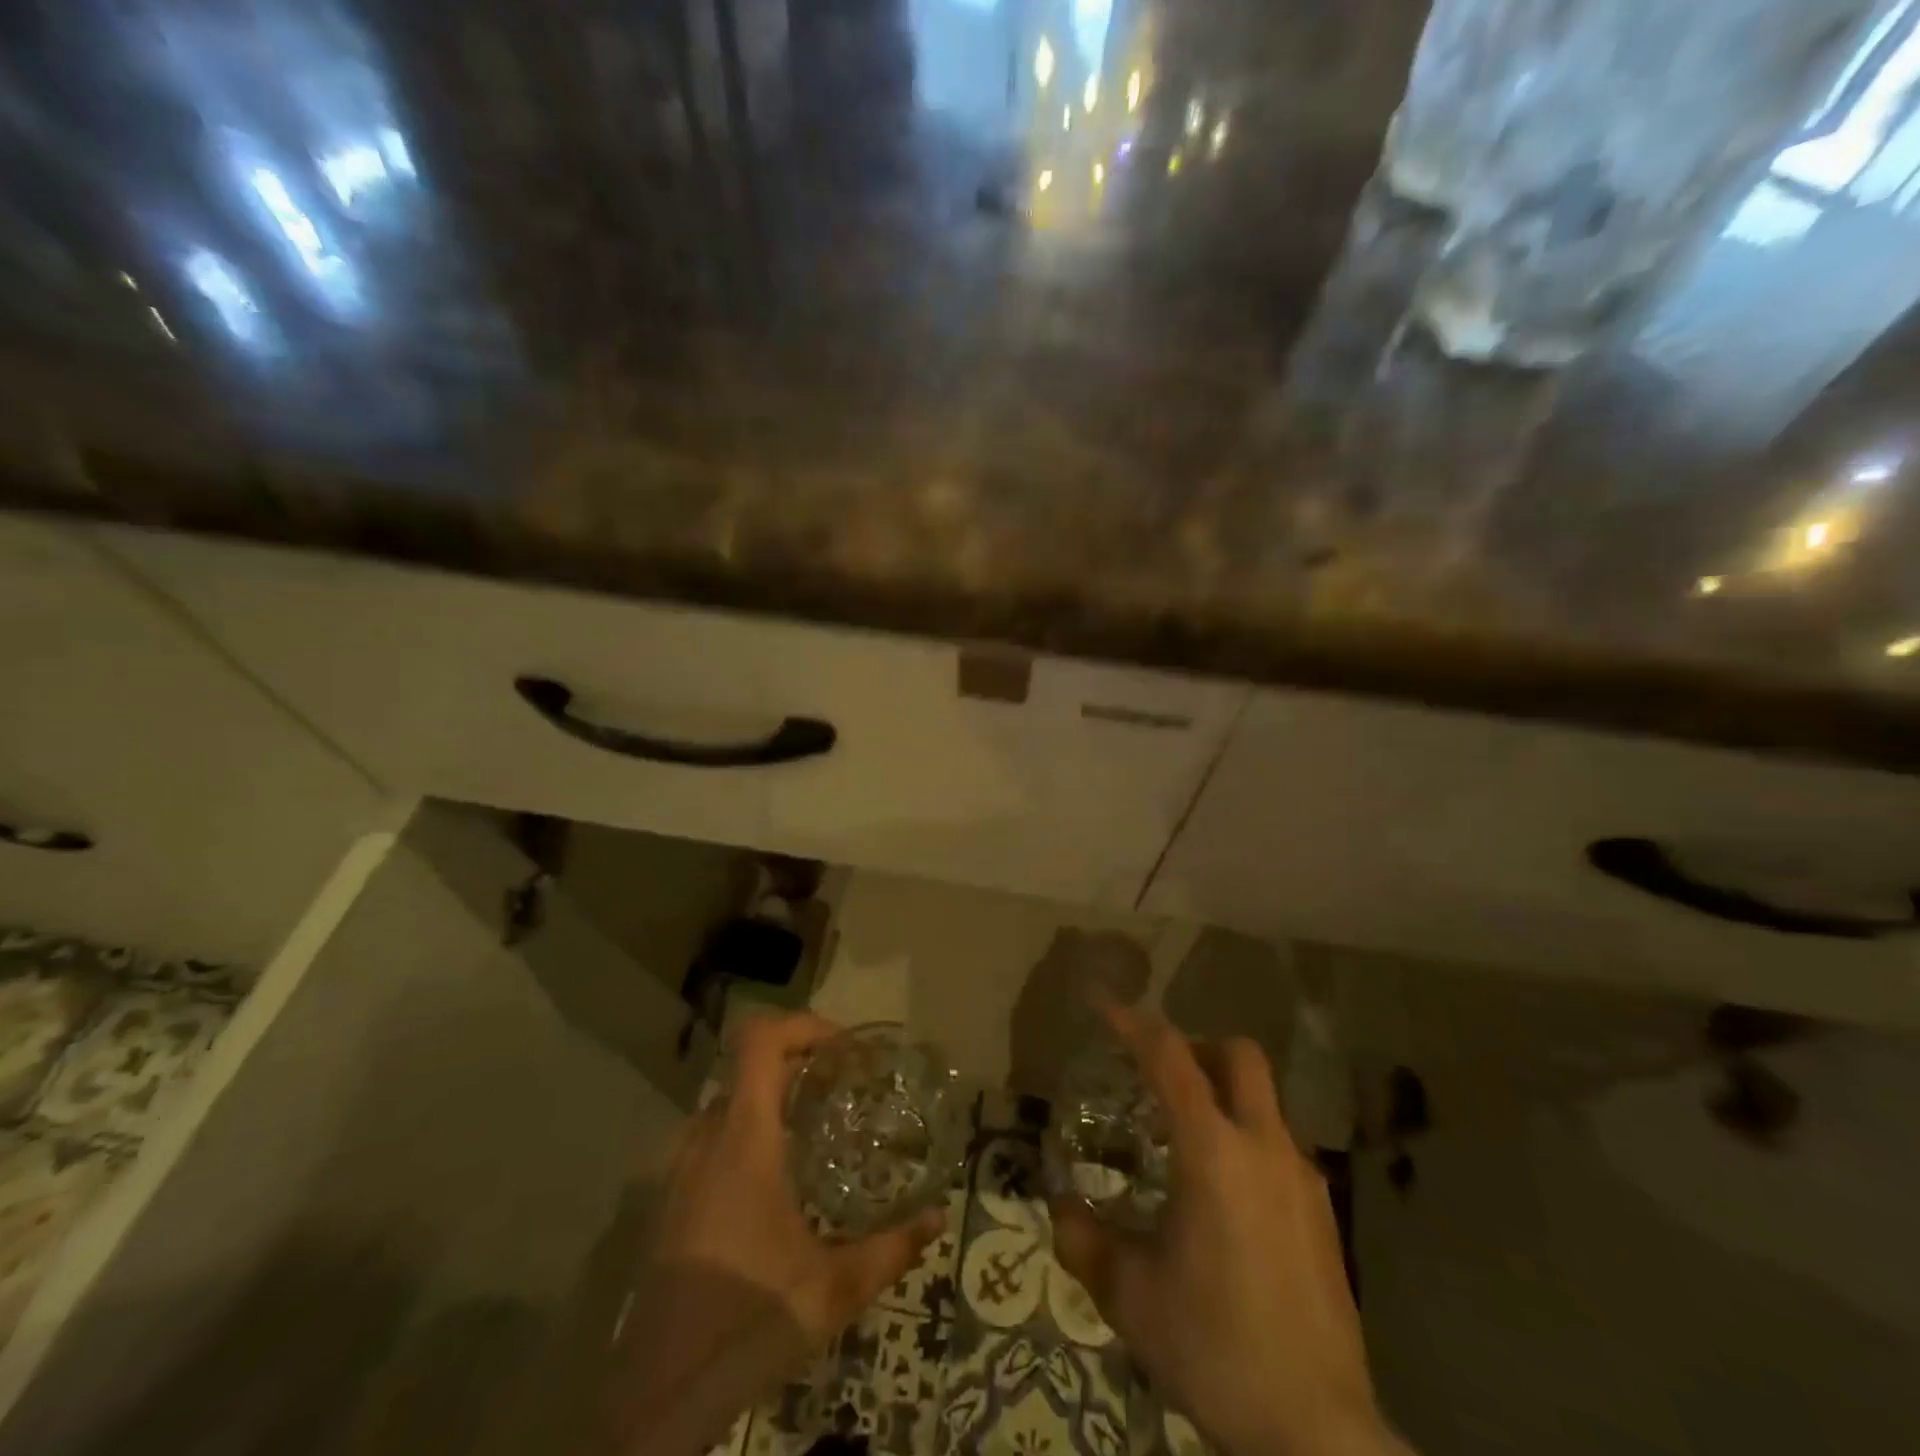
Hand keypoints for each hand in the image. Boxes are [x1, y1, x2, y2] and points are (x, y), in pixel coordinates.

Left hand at [608, 1013, 944, 1455]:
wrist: (654, 1401)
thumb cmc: (747, 1323)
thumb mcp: (832, 1290)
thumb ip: (891, 1249)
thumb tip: (938, 1218)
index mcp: (744, 1139)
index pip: (759, 1039)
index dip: (801, 1025)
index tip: (842, 1049)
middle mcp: (706, 1139)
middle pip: (749, 1066)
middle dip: (799, 1063)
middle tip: (843, 1088)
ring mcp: (679, 1169)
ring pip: (729, 1102)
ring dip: (771, 1098)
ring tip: (814, 1129)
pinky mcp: (668, 1201)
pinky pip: (711, 1138)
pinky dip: (747, 1133)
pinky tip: (775, 1182)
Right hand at [1051, 1006, 1404, 1455]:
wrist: (1318, 1432)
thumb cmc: (1215, 1348)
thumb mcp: (1131, 1297)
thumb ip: (1086, 1242)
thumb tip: (1061, 1208)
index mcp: (1213, 1152)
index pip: (1170, 1058)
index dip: (1133, 1022)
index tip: (1103, 1004)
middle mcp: (1264, 1147)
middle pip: (1239, 1056)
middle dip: (1196, 1045)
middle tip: (1157, 1072)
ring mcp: (1302, 1179)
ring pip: (1263, 1101)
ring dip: (1222, 1096)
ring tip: (1183, 1143)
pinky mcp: (1322, 1214)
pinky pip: (1278, 1147)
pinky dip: (1245, 1141)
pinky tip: (1224, 1198)